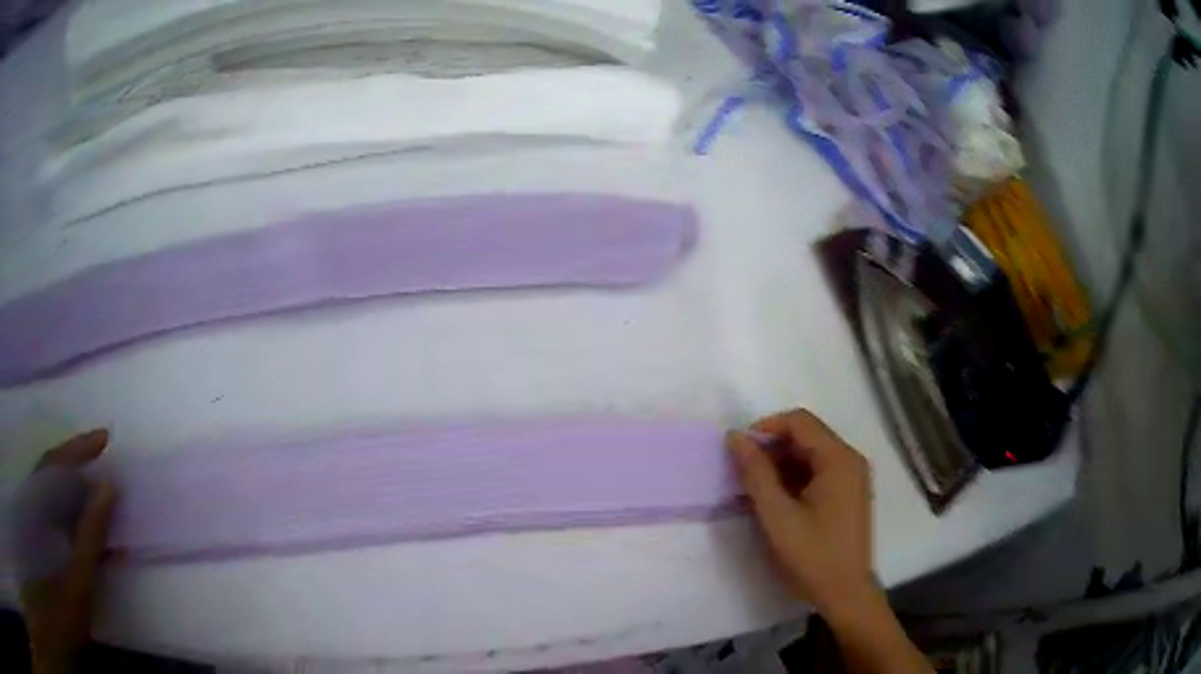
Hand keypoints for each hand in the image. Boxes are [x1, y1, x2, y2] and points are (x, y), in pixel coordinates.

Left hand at [17, 430, 115, 673]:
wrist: (64, 624)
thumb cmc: (65, 608)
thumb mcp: (78, 580)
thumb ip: (90, 536)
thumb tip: (107, 487)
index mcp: (39, 505)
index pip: (57, 464)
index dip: (79, 449)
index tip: (105, 437)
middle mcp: (35, 503)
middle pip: (54, 474)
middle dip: (78, 464)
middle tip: (104, 459)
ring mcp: (39, 522)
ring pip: (56, 496)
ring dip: (79, 492)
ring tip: (103, 494)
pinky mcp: (45, 542)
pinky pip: (58, 518)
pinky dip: (76, 518)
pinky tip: (95, 534)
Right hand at [729, 410, 931, 673]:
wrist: (845, 592)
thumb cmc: (812, 555)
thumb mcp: (777, 515)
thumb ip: (755, 474)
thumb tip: (735, 437)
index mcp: (839, 459)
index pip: (799, 422)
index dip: (766, 428)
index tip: (739, 451)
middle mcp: (850, 459)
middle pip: (807, 435)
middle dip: (773, 448)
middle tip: (743, 473)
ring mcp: (852, 476)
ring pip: (811, 453)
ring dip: (782, 464)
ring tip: (756, 489)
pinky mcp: (849, 492)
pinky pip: (819, 471)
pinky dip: (795, 477)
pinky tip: (777, 500)